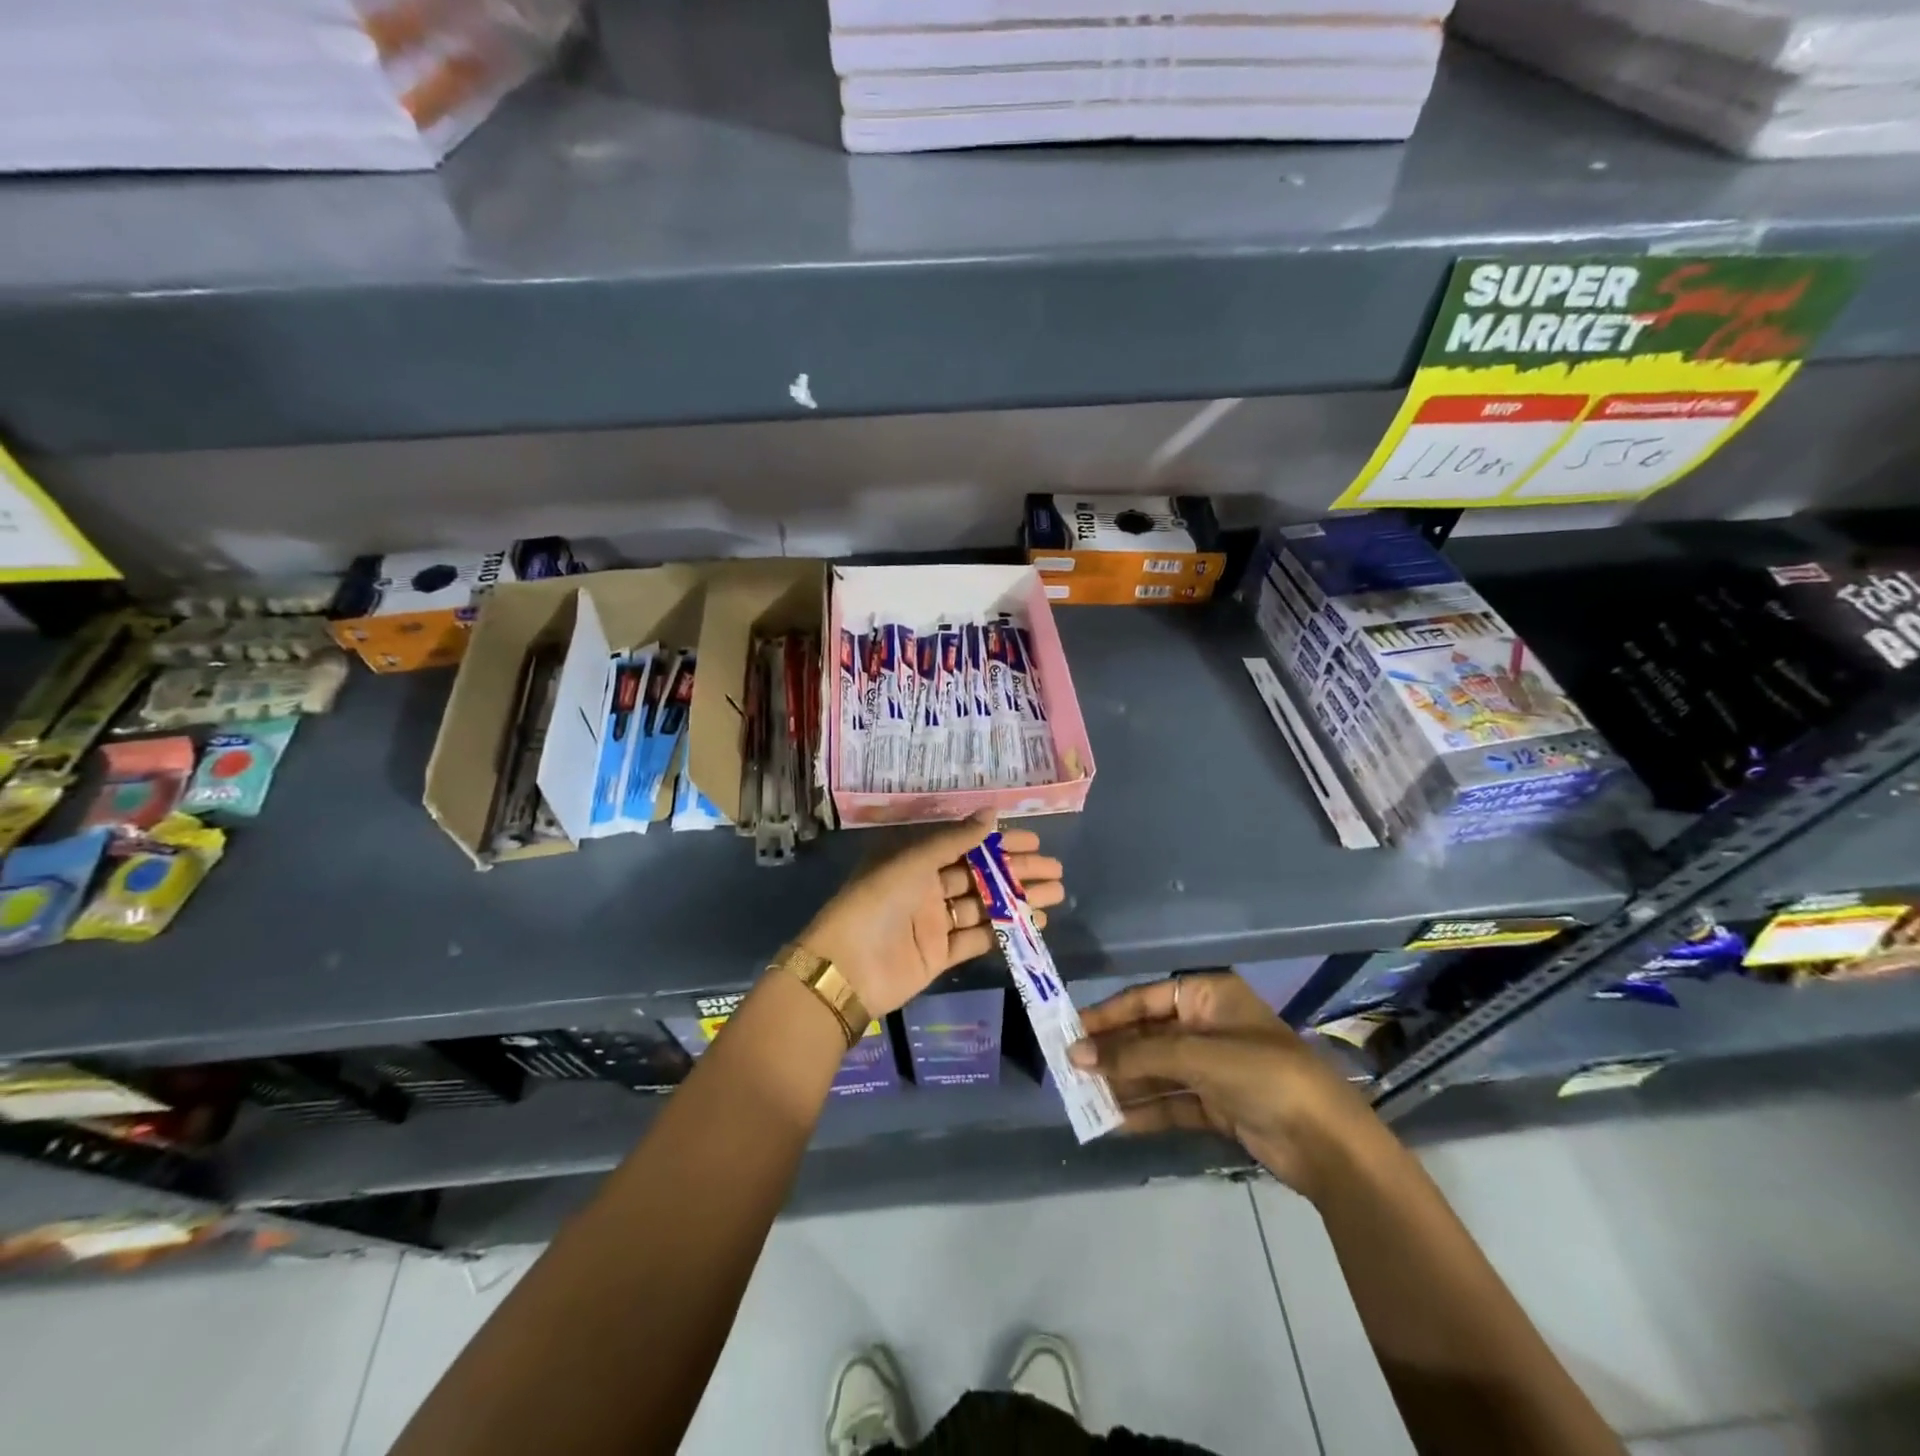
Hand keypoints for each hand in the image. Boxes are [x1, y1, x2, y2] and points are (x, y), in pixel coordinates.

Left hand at [797, 813, 1065, 1017]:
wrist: (847, 968)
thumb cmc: (877, 902)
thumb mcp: (913, 862)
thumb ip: (955, 840)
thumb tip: (993, 813)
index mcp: (915, 860)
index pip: (965, 845)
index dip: (1000, 842)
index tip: (1035, 841)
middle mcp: (926, 887)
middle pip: (980, 875)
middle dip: (1017, 872)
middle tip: (1055, 870)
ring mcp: (934, 922)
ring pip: (984, 906)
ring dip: (1018, 900)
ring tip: (1055, 894)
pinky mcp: (940, 954)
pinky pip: (978, 937)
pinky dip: (1005, 930)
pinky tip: (1034, 923)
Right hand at [1068, 971, 1381, 1201]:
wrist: (1328, 1143)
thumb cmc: (1263, 1075)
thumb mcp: (1196, 1056)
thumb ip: (1136, 1055)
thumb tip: (1078, 1055)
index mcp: (1208, 996)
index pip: (1145, 999)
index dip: (1107, 1016)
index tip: (1071, 1033)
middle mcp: (1207, 1026)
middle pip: (1148, 1035)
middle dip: (1113, 1054)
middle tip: (1071, 1070)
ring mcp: (1213, 1067)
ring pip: (1157, 1070)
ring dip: (1124, 1084)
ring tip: (1085, 1098)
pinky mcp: (1218, 1104)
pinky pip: (1172, 1101)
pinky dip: (1146, 1110)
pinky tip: (1115, 1121)